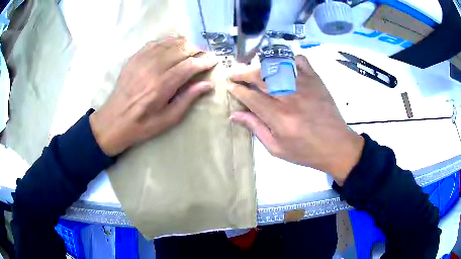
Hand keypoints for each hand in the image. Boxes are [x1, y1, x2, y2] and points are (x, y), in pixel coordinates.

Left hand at [90, 36, 216, 155]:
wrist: (114, 120)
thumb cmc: (143, 124)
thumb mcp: (168, 119)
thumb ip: (188, 99)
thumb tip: (208, 84)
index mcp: (161, 86)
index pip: (189, 66)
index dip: (204, 61)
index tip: (214, 61)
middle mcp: (152, 69)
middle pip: (180, 50)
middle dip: (196, 50)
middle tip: (204, 55)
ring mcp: (141, 61)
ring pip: (168, 43)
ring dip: (184, 43)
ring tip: (192, 49)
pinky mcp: (134, 58)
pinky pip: (154, 43)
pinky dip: (167, 41)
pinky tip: (173, 45)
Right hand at [228, 55, 363, 184]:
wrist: (337, 146)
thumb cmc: (306, 151)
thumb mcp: (277, 148)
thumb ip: (255, 128)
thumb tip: (234, 115)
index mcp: (279, 117)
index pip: (251, 97)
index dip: (237, 90)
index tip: (229, 86)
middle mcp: (290, 97)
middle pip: (260, 77)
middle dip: (243, 74)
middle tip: (235, 74)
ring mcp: (304, 85)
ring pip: (277, 67)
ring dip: (261, 67)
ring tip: (254, 72)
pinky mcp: (316, 80)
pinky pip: (300, 61)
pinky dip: (289, 60)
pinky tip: (283, 66)